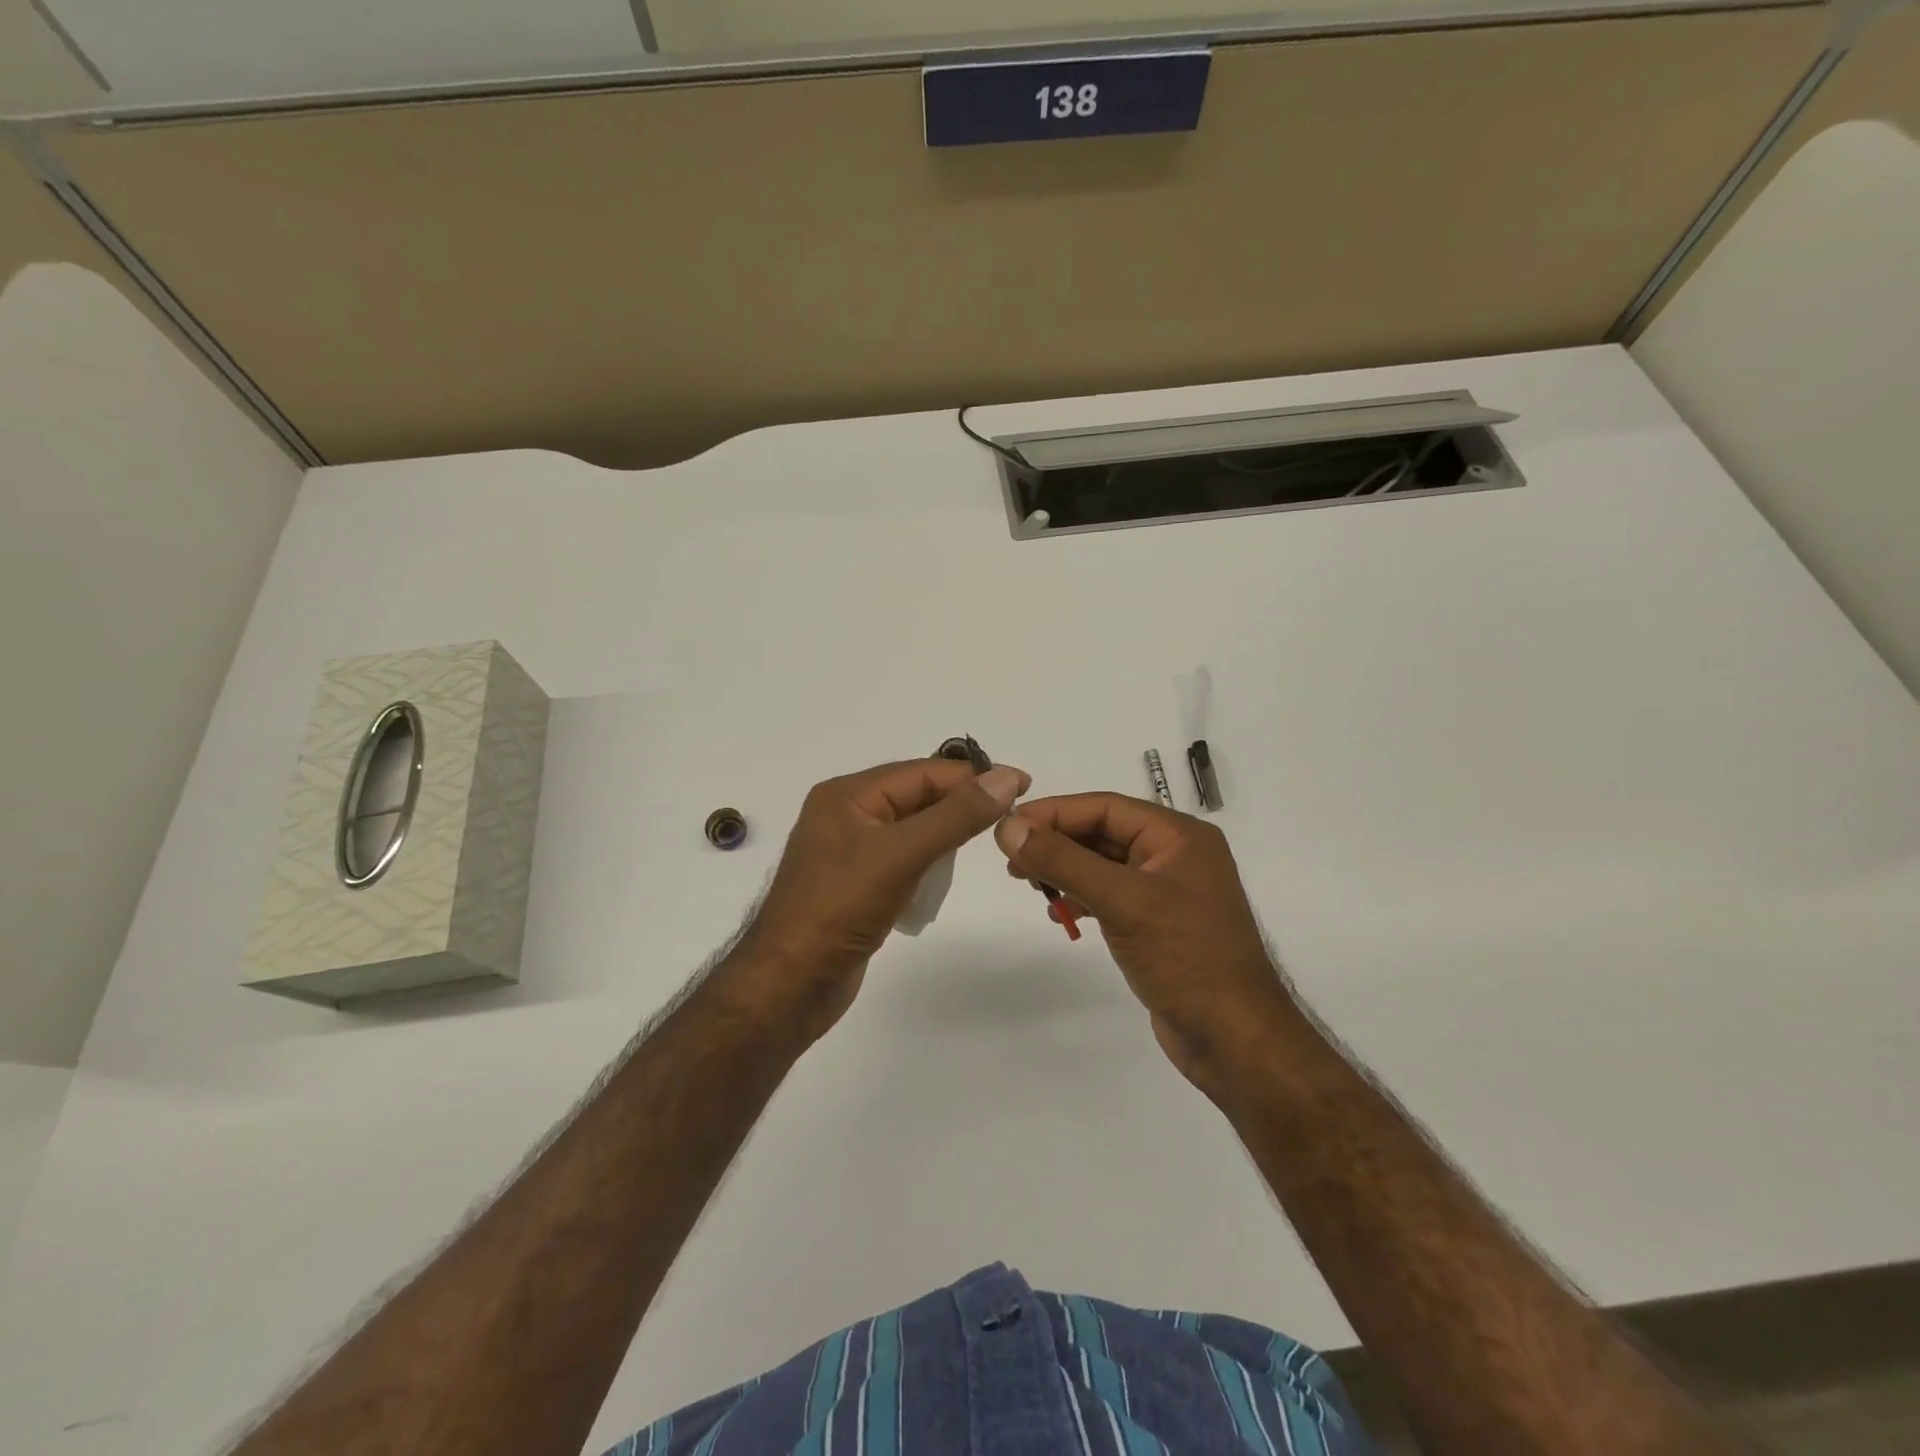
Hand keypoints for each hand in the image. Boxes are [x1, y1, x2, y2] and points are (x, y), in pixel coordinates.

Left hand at [728, 758, 1028, 1042]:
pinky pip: (902, 860)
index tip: (1020, 784)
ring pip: (912, 829)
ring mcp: (850, 852)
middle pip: (916, 797)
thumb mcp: (901, 854)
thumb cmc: (839, 908)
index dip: (971, 776)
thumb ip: (955, 816)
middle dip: (960, 804)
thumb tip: (1005, 778)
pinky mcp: (857, 885)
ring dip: (946, 834)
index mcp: (847, 796)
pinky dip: (928, 864)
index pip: (920, 772)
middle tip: (1010, 814)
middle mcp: (846, 815)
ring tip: (986, 841)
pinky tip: (944, 878)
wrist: (790, 984)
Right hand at [995, 794, 1294, 1096]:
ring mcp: (1167, 890)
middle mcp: (1175, 854)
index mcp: (1178, 835)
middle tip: (1010, 859)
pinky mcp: (1158, 922)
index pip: (1104, 807)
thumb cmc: (1184, 957)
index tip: (1008, 827)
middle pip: (1102, 833)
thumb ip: (1063, 861)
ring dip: (1064, 870)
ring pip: (1103, 864)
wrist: (1234, 1038)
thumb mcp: (1120, 901)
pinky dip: (1082, 897)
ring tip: (1027, 884)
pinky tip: (1060, 914)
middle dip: (1055, 842)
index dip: (1053, 813)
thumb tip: (1008, 827)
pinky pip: (1110, 895)